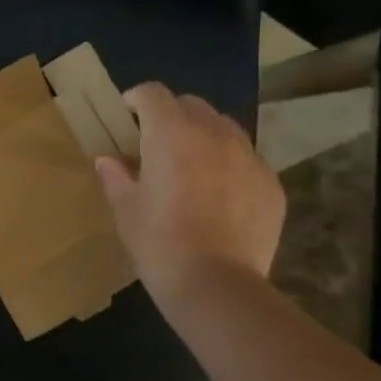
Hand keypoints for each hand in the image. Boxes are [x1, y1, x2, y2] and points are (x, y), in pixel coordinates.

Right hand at [95, 83, 285, 309]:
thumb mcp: (126, 210)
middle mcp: (214, 135)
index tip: (127, 116)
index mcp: (171, 135)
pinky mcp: (271, 184)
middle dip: (172, 115)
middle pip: (192, 105)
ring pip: (224, 129)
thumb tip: (108, 160)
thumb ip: (116, 177)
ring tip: (191, 166)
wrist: (216, 285)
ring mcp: (249, 158)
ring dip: (203, 136)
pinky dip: (229, 165)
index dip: (137, 99)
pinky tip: (219, 196)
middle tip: (156, 143)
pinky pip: (247, 160)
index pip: (153, 94)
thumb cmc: (159, 243)